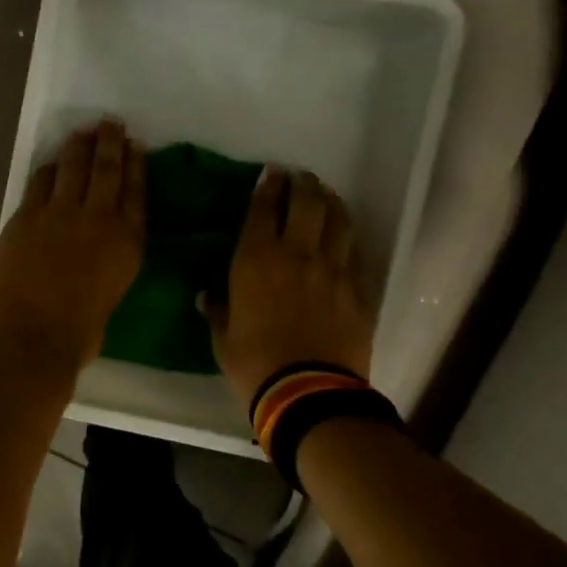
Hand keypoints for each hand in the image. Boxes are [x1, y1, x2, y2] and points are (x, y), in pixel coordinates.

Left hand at [0, 119, 144, 377]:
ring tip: (83, 133)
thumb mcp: (109, 298)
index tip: (136, 146)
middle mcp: (98, 220)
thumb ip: (106, 270)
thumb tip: (92, 262)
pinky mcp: (26, 216)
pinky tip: (52, 163)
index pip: (136, 193)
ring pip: (73, 167)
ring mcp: (59, 214)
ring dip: (79, 146)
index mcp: (128, 245)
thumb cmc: (75, 337)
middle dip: (110, 143)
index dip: (136, 166)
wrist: (28, 339)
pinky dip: (49, 169)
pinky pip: (41, 182)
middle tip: (111, 124)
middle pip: (107, 170)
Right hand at [204, 169, 373, 409]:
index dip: (267, 187)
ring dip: (330, 201)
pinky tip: (344, 237)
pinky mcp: (358, 289)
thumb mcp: (223, 338)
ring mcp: (332, 270)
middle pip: (306, 202)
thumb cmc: (254, 364)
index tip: (271, 174)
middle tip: (299, 177)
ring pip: (338, 220)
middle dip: (302, 183)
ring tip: (325, 195)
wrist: (308, 393)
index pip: (263, 209)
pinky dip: (347, 238)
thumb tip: (208, 296)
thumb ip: (218, 310)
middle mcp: (296, 254)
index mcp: (256, 260)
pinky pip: (355, 252)